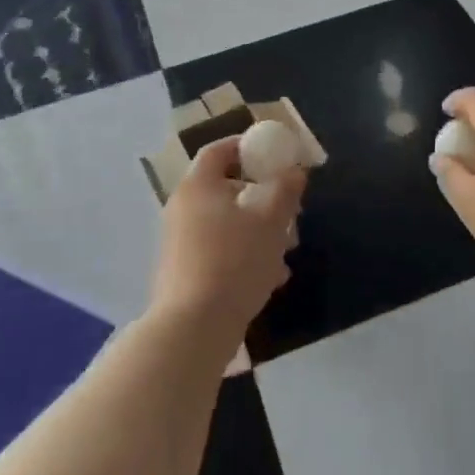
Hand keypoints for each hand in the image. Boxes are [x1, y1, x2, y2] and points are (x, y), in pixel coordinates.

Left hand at [149, 135, 304, 343]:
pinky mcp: (184, 272)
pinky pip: (220, 251)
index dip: (247, 146)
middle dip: (262, 197)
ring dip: (258, 230)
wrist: (193, 328)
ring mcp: (180, 242)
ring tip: (287, 250)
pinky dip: (244, 255)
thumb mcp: (271, 221)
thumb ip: (285, 189)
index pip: (219, 151)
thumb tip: (295, 171)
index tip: (274, 154)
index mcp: (198, 186)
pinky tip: (270, 278)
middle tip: (289, 210)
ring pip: (226, 223)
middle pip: (226, 189)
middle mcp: (183, 208)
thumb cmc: (234, 262)